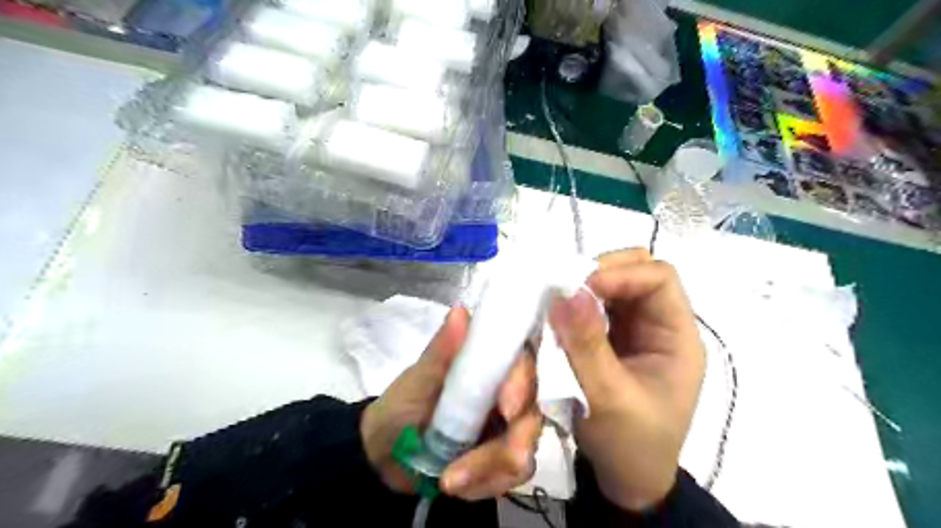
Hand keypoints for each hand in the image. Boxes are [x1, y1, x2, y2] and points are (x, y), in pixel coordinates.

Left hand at [360, 305, 545, 499]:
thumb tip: (459, 312)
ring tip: (449, 480)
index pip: (523, 361)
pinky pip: (512, 475)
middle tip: (469, 464)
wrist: (386, 453)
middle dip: (510, 441)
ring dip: (489, 469)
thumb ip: (442, 351)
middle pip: (533, 409)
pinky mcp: (503, 457)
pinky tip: (455, 484)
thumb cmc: (402, 405)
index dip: (524, 381)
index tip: (507, 407)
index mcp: (489, 365)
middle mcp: (507, 391)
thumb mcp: (418, 380)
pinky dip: (484, 484)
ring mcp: (508, 426)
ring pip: (526, 447)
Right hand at [549, 250, 702, 511]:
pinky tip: (555, 322)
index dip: (620, 273)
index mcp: (676, 337)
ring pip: (609, 289)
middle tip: (562, 292)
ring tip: (554, 306)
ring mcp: (633, 331)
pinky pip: (592, 309)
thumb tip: (566, 293)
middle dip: (596, 276)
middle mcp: (657, 325)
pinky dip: (573, 310)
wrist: (627, 480)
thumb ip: (586, 345)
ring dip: (581, 292)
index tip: (578, 290)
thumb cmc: (630, 445)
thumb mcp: (608, 398)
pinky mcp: (611, 340)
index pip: (658, 278)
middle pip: (633, 273)